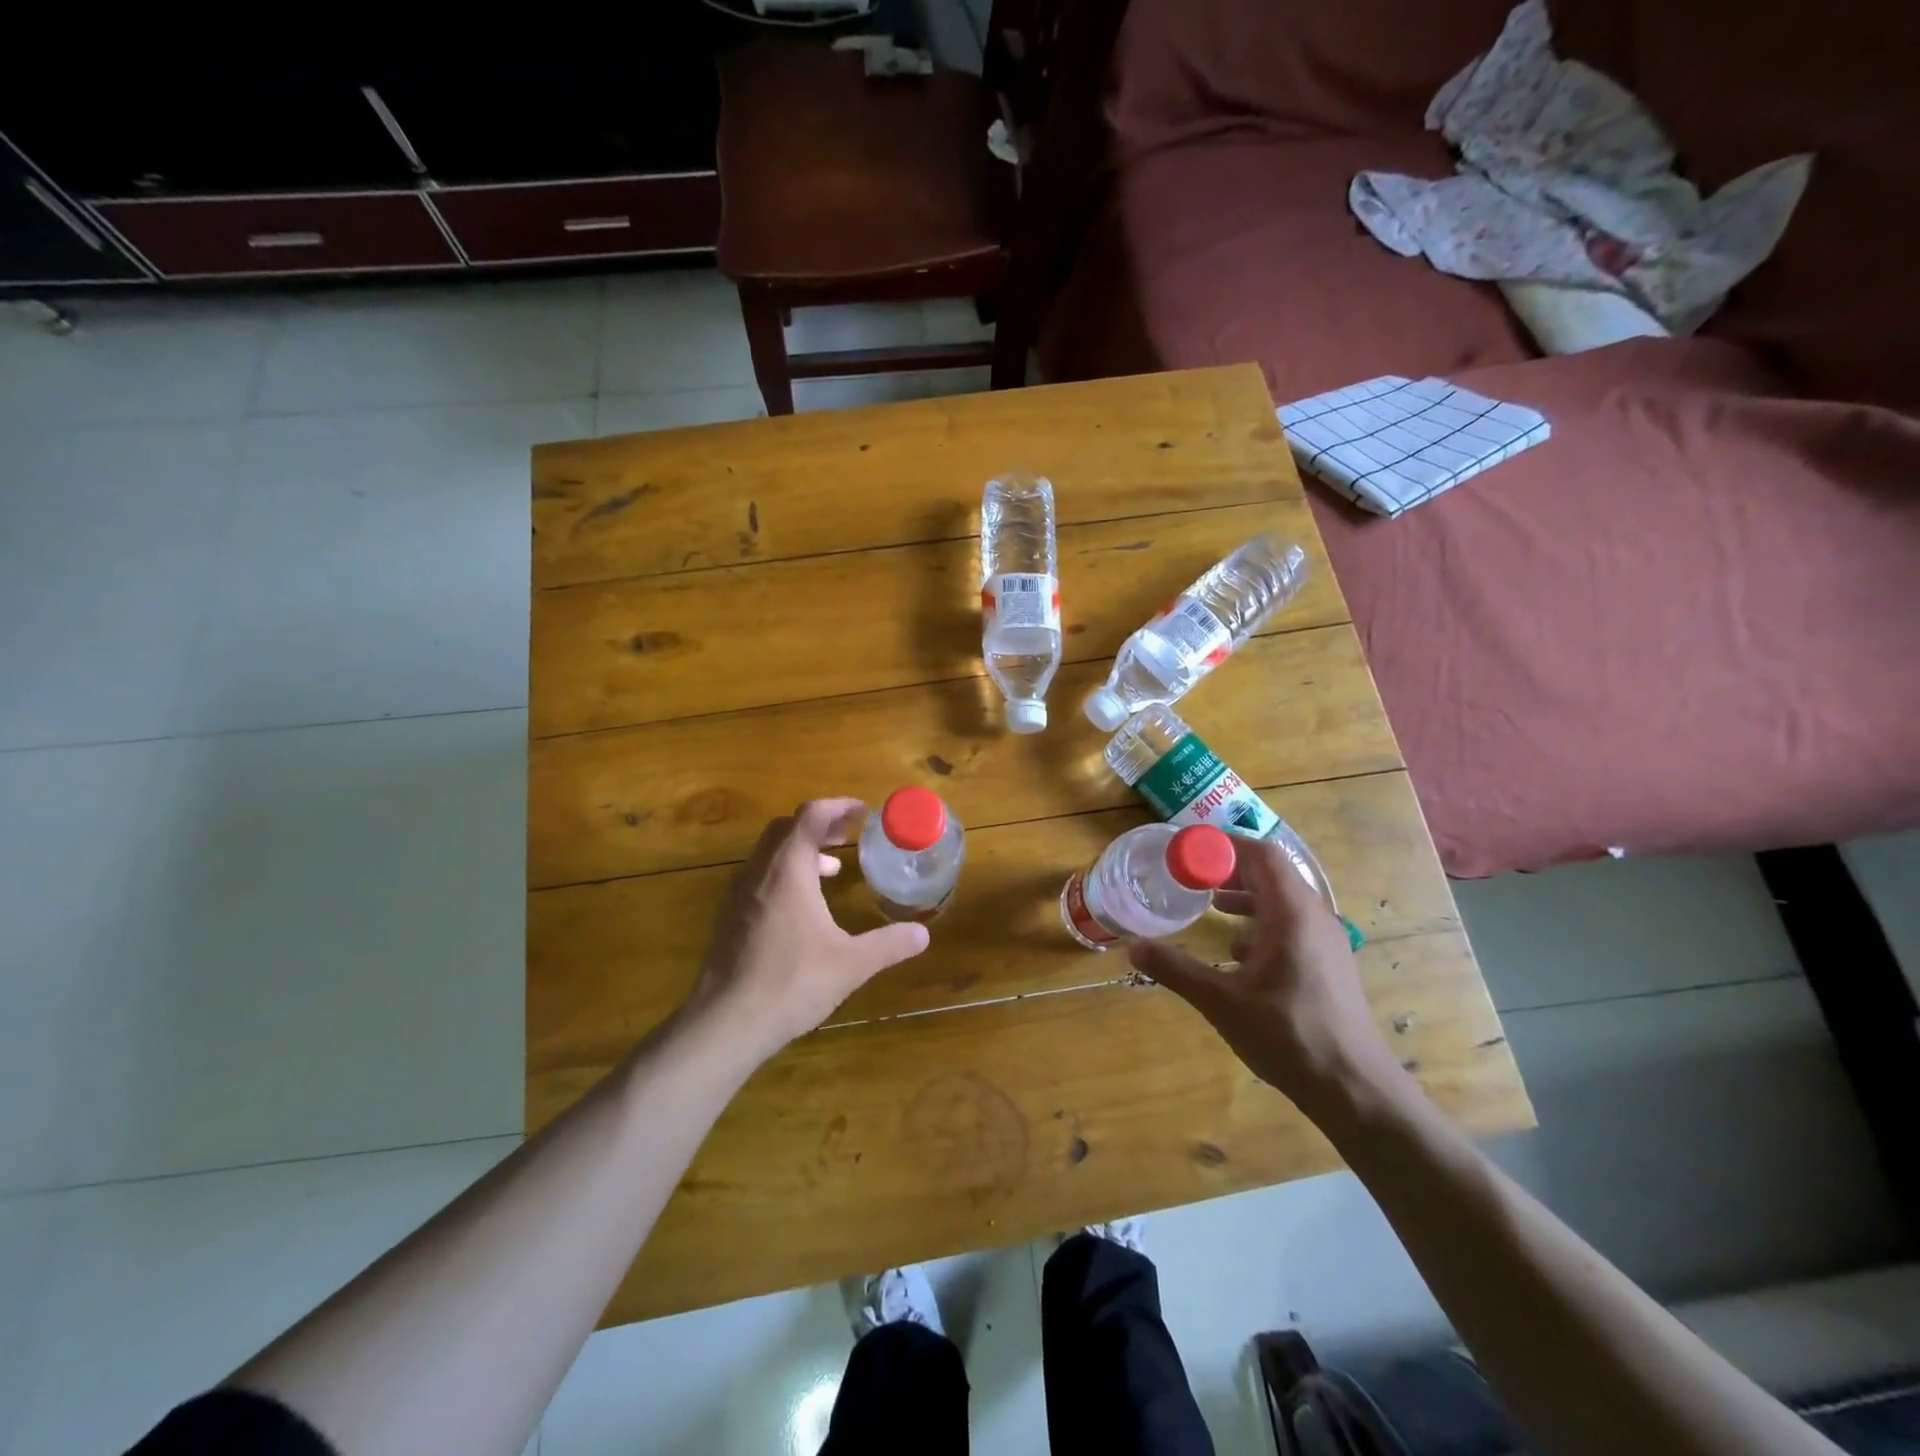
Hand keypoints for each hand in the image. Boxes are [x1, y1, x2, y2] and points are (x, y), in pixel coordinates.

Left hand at [686, 798, 929, 1065]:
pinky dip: (783, 872)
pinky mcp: (728, 915)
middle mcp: (759, 872)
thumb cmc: (791, 983)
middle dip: (819, 825)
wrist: (725, 1023)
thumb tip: (923, 934)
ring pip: (769, 852)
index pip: (810, 816)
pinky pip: (758, 875)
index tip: (862, 812)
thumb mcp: (850, 964)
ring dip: (800, 849)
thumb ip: (888, 944)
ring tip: (830, 869)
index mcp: (788, 870)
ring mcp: (738, 893)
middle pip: (786, 828)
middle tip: (847, 836)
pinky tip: (801, 906)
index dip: (838, 806)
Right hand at [1128, 837, 1406, 1118]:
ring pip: (1283, 900)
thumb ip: (1176, 969)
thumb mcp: (1221, 1002)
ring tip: (1211, 904)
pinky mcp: (1328, 963)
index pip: (1261, 855)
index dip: (1224, 845)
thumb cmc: (1289, 1035)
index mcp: (1292, 913)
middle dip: (1230, 869)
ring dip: (1246, 895)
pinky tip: (1237, 951)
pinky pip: (1292, 924)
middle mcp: (1314, 917)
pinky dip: (1261, 921)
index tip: (1188, 849)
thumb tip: (1132, 946)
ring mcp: (1325, 940)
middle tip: (1192, 875)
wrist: (1354, 1089)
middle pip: (1272, 873)